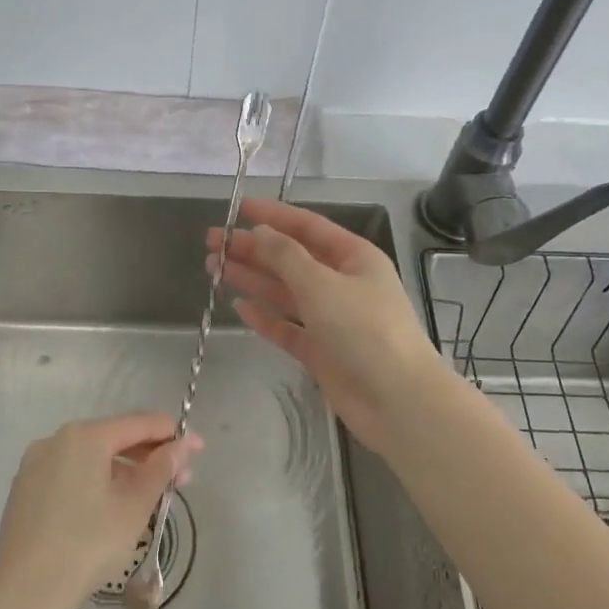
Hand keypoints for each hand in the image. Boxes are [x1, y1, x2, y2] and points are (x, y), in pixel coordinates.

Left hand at [0, 413, 200, 608]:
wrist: (22, 593)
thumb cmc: (86, 546)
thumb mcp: (133, 508)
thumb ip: (160, 470)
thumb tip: (181, 446)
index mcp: (84, 437)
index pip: (138, 423)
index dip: (172, 434)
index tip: (198, 449)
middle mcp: (57, 439)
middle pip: (114, 438)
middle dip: (150, 455)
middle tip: (181, 480)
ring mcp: (36, 463)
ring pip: (92, 457)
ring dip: (125, 471)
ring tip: (149, 496)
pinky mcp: (26, 488)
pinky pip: (71, 473)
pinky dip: (97, 481)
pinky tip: (112, 506)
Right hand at [209, 197, 450, 455]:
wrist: (397, 400)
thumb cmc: (364, 330)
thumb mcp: (321, 284)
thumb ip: (285, 256)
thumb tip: (260, 232)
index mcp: (353, 257)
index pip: (307, 226)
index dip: (272, 215)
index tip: (237, 208)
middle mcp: (342, 283)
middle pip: (291, 259)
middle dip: (253, 249)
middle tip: (212, 243)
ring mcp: (332, 319)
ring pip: (285, 292)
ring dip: (252, 279)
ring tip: (213, 268)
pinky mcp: (321, 351)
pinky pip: (287, 327)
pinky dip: (264, 318)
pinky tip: (239, 308)